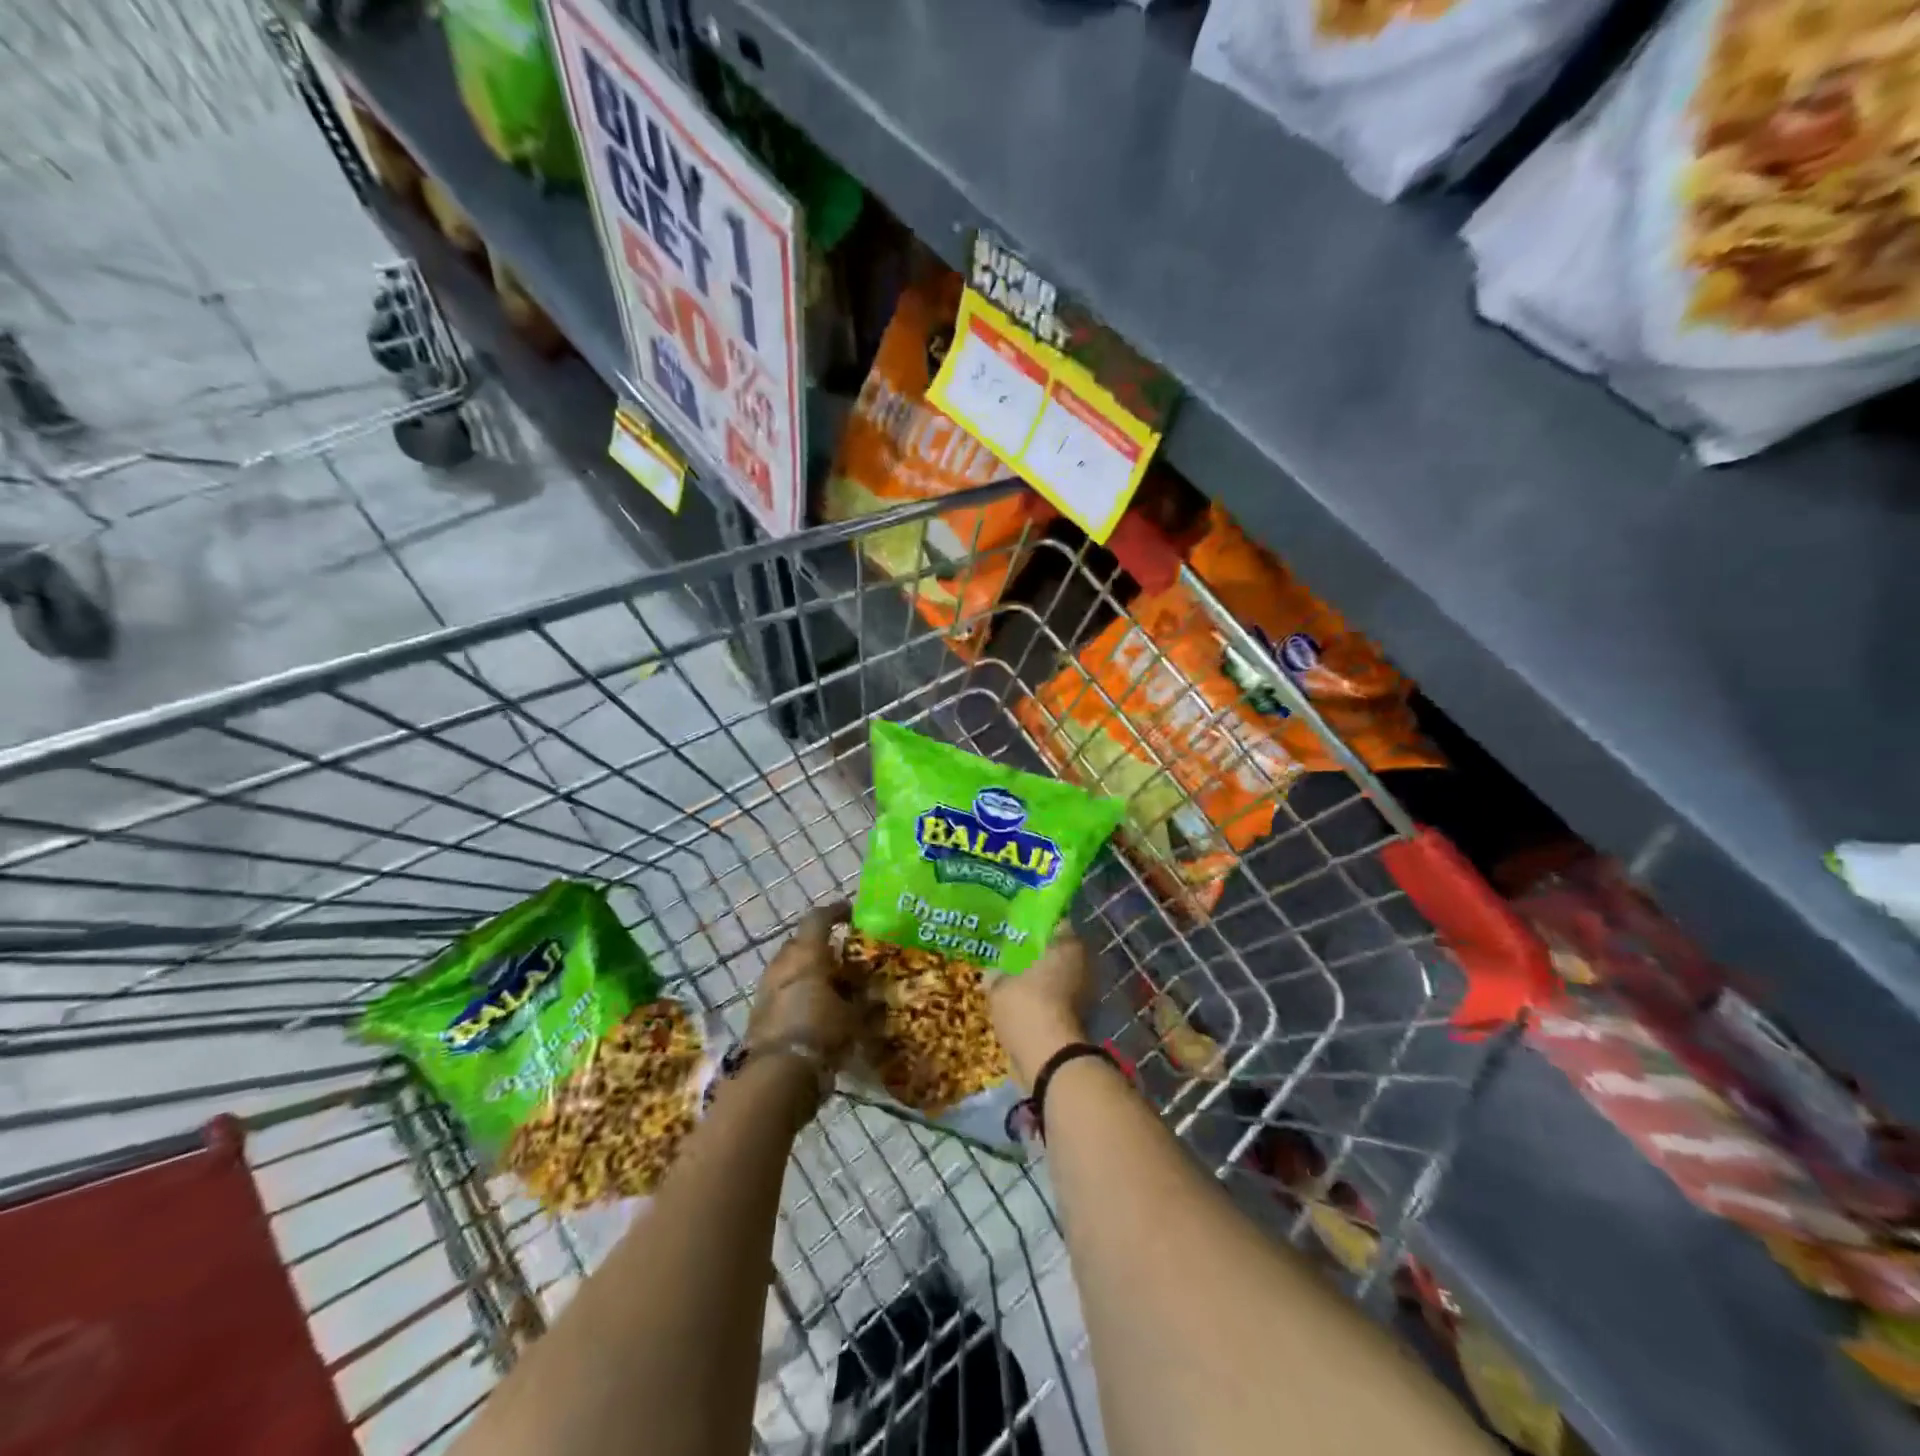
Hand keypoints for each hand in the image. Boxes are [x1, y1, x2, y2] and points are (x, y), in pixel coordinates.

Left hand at [745, 903, 859, 1069]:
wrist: (778, 1073)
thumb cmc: (821, 1031)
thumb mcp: (853, 1015)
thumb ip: (863, 1000)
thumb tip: (875, 993)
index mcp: (807, 953)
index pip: (819, 917)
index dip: (837, 912)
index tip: (852, 914)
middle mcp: (783, 962)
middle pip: (803, 942)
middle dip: (822, 946)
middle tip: (844, 957)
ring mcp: (767, 985)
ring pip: (791, 967)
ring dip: (809, 970)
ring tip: (832, 985)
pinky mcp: (759, 1009)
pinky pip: (783, 989)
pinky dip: (799, 991)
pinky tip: (815, 1007)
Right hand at [989, 929, 1094, 1091]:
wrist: (1051, 1058)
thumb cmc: (1027, 1007)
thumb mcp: (999, 987)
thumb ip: (996, 976)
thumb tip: (991, 974)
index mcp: (1068, 945)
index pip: (1057, 925)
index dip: (1038, 927)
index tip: (1021, 932)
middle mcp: (1084, 964)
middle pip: (1061, 953)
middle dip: (1042, 957)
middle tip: (1016, 959)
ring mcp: (1088, 993)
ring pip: (1063, 978)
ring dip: (1045, 982)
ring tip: (1018, 985)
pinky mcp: (1085, 1019)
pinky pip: (1062, 1001)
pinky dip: (1049, 1003)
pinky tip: (1027, 1008)